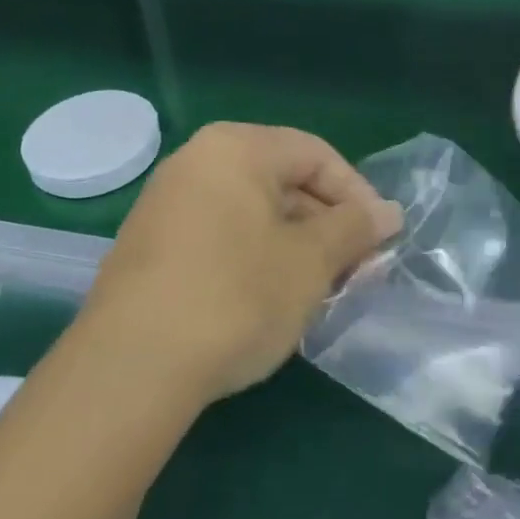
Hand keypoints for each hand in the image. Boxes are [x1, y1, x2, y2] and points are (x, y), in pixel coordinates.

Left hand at [81, 122, 401, 404]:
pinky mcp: (150, 245)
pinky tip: (270, 300)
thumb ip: (355, 228)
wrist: (129, 370)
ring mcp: (167, 202)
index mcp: (236, 147)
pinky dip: (255, 257)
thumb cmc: (235, 297)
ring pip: (252, 211)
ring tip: (318, 289)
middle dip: (326, 224)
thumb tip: (390, 212)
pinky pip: (220, 234)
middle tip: (354, 269)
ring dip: (294, 244)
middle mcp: (197, 161)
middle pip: (282, 180)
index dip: (357, 195)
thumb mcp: (310, 262)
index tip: (380, 239)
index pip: (316, 155)